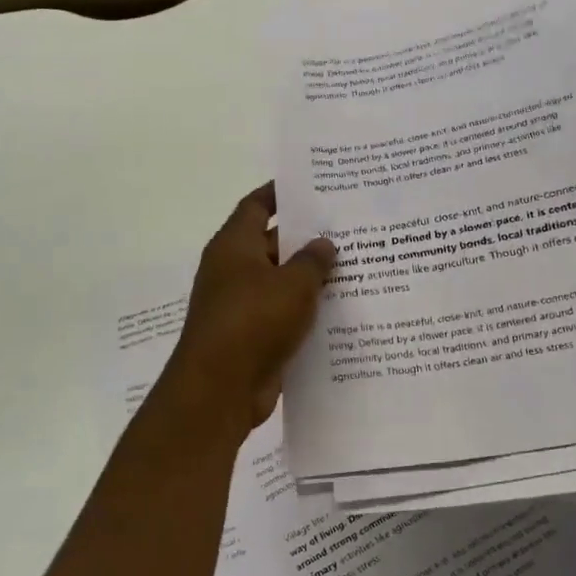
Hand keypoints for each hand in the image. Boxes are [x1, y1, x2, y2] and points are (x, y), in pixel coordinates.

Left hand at [170, 183, 336, 428]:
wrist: (220, 389)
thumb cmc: (253, 320)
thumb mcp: (293, 284)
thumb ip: (313, 260)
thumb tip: (324, 244)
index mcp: (234, 246)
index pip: (256, 206)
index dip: (281, 194)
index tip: (312, 186)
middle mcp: (233, 271)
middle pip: (272, 244)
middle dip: (307, 239)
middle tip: (349, 230)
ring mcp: (241, 305)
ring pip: (281, 283)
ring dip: (311, 279)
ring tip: (355, 268)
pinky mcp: (252, 336)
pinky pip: (283, 315)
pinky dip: (306, 312)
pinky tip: (342, 311)